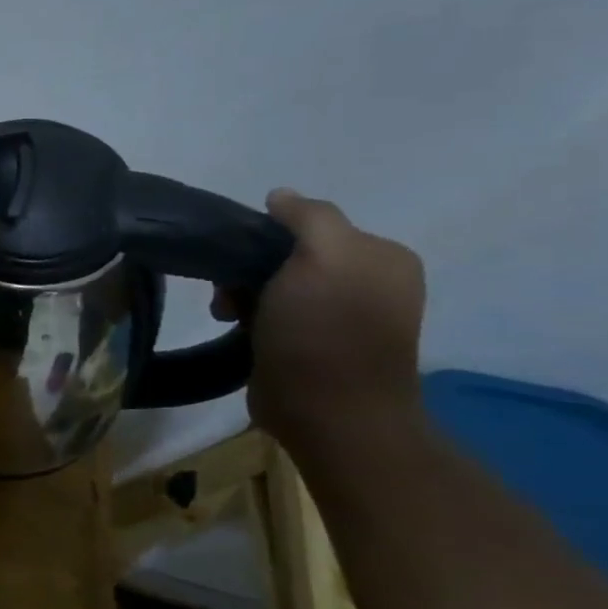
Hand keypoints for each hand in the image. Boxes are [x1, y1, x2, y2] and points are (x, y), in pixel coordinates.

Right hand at [215, 189, 425, 451]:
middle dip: (248, 267)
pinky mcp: (310, 345)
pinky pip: (269, 314)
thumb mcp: (324, 256)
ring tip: (226, 314)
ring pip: (272, 284)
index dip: (267, 234)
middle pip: (287, 254)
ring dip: (240, 294)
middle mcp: (366, 282)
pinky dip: (246, 317)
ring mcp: (338, 317)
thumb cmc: (325, 330)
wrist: (328, 412)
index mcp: (381, 256)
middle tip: (227, 292)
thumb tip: (280, 196)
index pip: (311, 224)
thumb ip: (308, 217)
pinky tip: (236, 329)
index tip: (238, 257)